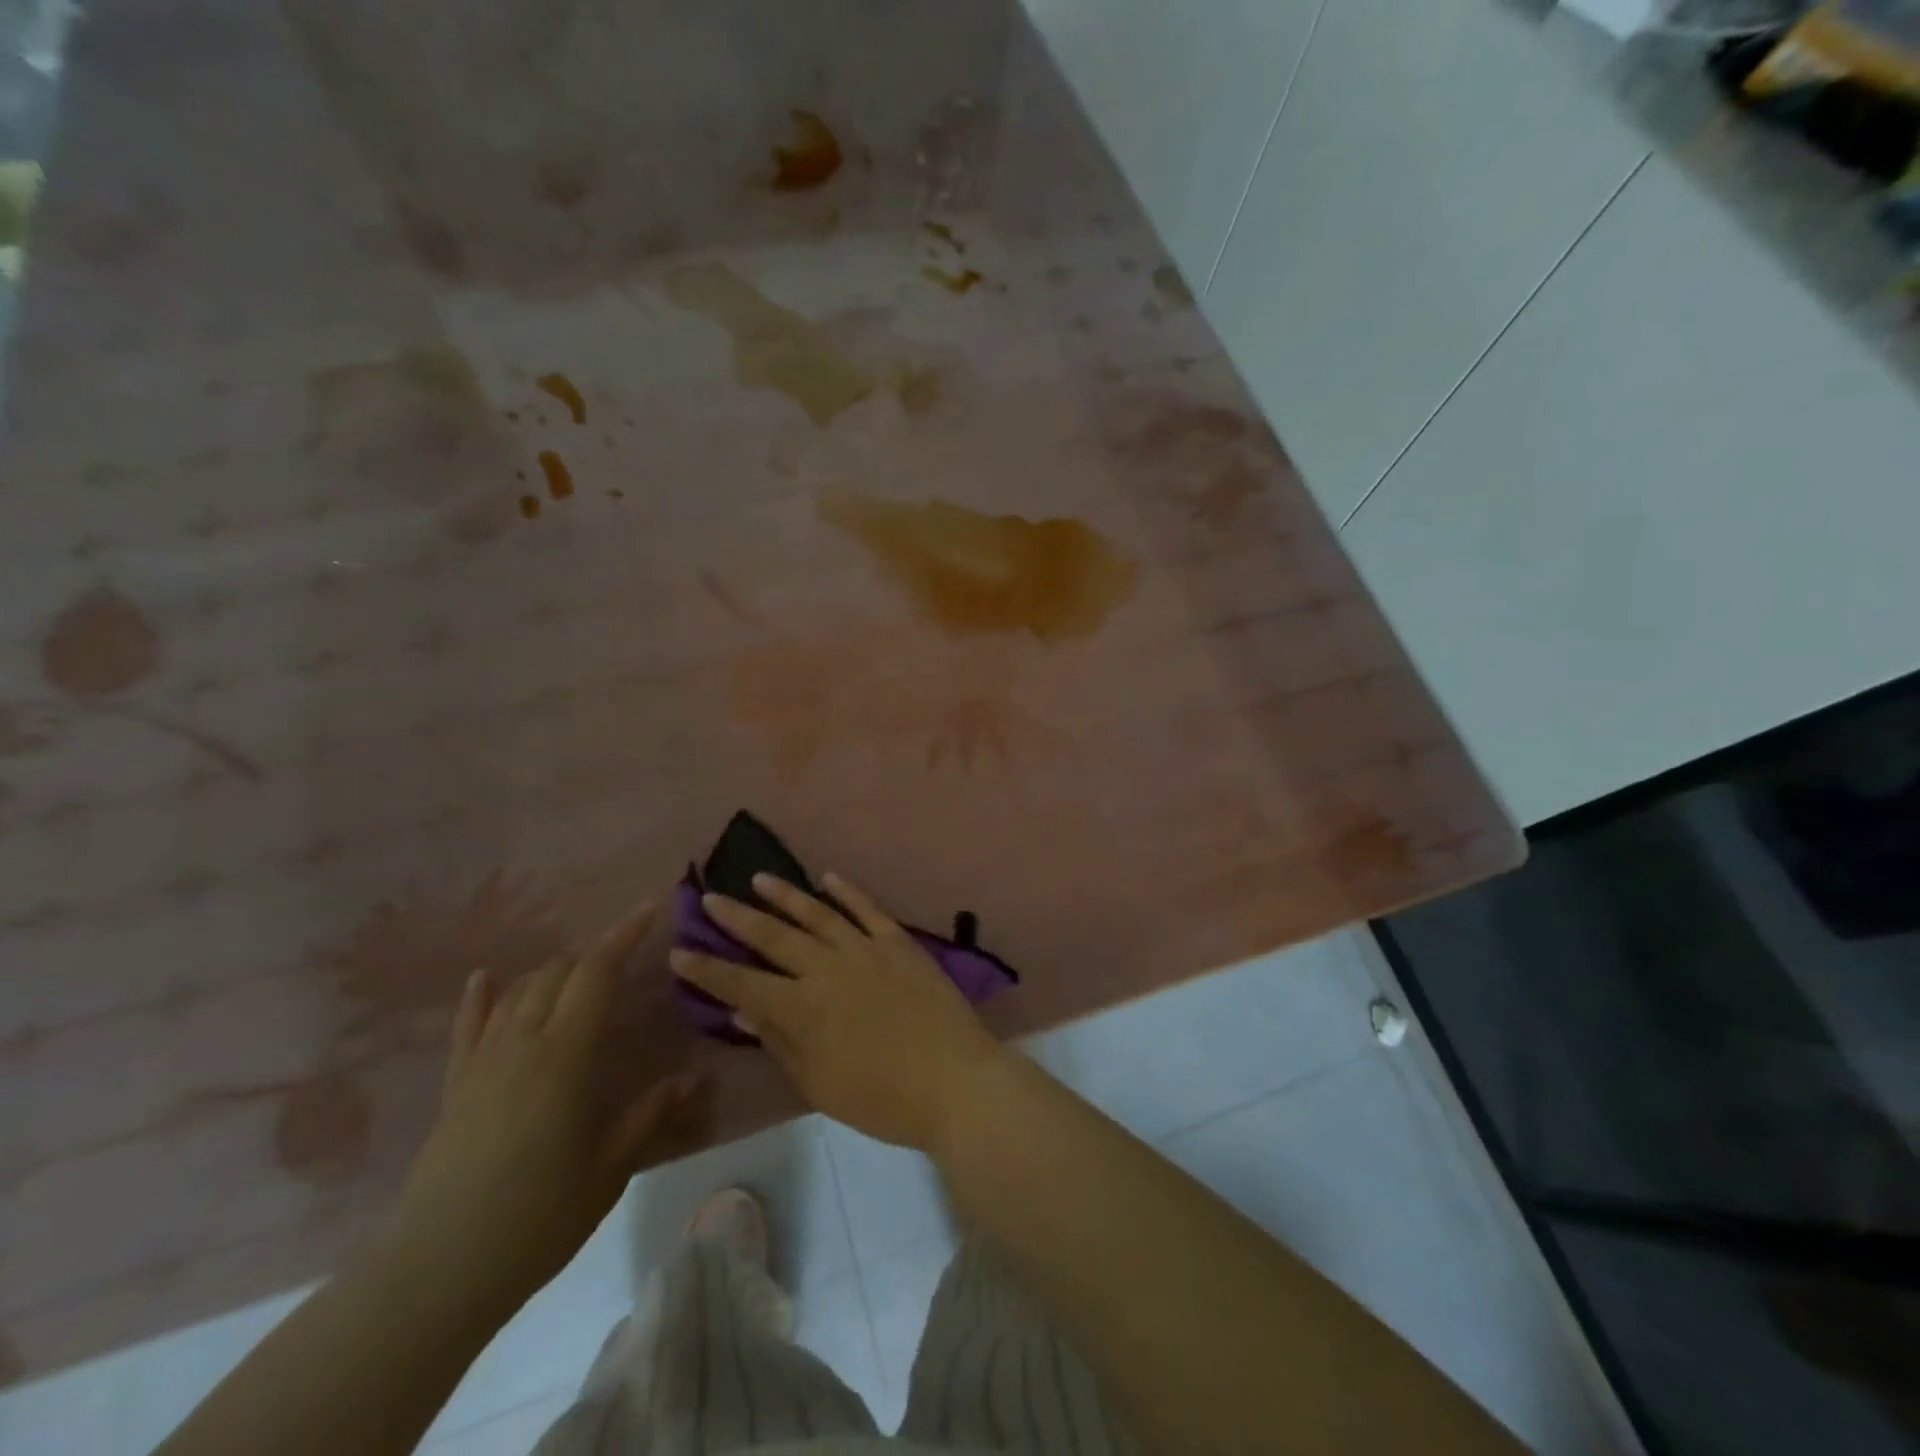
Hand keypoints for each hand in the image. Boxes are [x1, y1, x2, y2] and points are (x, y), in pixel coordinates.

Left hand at [380, 901, 700, 1317]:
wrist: (433, 1275)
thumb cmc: (535, 1219)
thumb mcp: (609, 1169)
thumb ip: (650, 1115)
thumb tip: (694, 1078)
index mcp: (565, 1055)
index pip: (597, 972)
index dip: (624, 934)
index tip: (650, 907)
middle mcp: (522, 1043)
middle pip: (557, 973)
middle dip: (594, 952)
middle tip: (627, 952)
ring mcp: (482, 1063)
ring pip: (519, 992)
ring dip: (553, 970)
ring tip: (581, 969)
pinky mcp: (455, 1088)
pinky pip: (468, 1028)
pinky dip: (480, 996)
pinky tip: (486, 976)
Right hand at [669, 873, 1008, 1152]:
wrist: (955, 1080)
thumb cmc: (882, 1098)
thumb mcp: (819, 1084)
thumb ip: (780, 1042)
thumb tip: (743, 1009)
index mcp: (802, 1008)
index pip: (741, 983)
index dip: (707, 969)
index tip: (679, 951)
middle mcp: (828, 969)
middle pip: (774, 937)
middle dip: (738, 918)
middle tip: (711, 897)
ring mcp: (866, 950)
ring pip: (817, 913)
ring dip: (786, 895)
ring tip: (759, 878)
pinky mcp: (899, 943)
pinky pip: (868, 909)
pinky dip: (846, 891)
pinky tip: (828, 878)